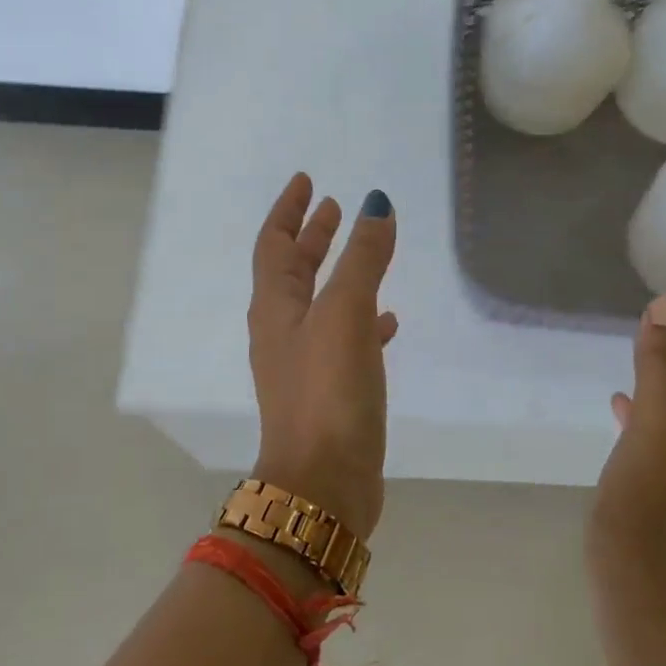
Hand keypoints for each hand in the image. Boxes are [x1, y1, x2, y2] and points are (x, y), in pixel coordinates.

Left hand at [246, 173, 398, 538]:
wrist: (323, 484)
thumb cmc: (328, 391)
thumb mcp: (345, 314)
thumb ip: (362, 259)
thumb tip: (375, 204)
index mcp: (276, 308)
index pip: (275, 244)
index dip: (290, 210)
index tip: (307, 181)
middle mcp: (284, 332)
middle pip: (294, 270)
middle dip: (312, 237)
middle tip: (334, 208)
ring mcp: (305, 364)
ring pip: (321, 303)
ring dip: (339, 274)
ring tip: (366, 253)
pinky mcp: (330, 392)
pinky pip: (345, 340)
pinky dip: (363, 321)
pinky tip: (390, 322)